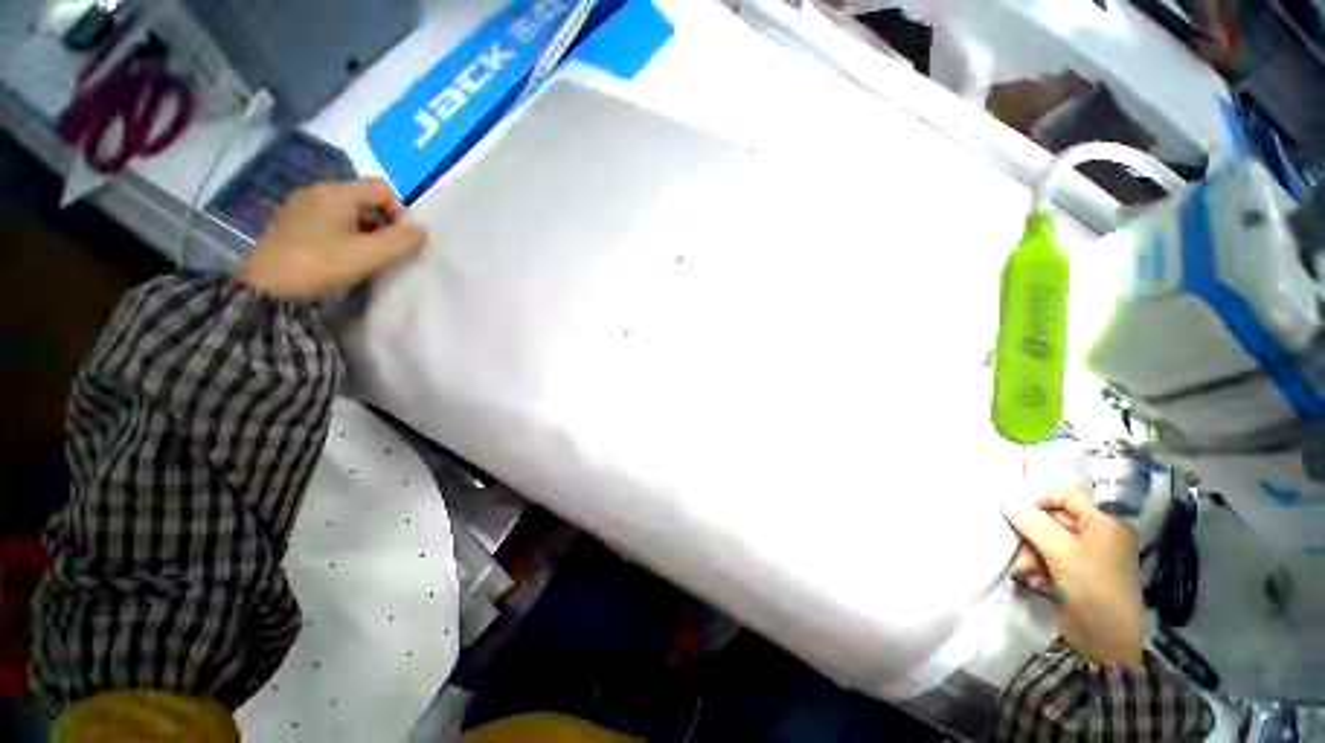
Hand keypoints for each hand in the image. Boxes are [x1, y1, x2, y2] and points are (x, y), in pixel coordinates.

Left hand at [234, 179, 425, 299]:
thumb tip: (422, 230)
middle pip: (364, 199)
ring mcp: (300, 207)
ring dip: (364, 232)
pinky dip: (344, 235)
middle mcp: (317, 191)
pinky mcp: (291, 225)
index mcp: (336, 192)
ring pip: (347, 212)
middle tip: (385, 252)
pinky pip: (329, 222)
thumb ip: (402, 240)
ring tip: (365, 257)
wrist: (267, 289)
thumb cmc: (322, 264)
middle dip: (383, 224)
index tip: (400, 240)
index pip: (382, 188)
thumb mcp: (370, 254)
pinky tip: (341, 257)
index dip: (399, 212)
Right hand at [1003, 489, 1141, 666]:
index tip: (1018, 512)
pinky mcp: (1078, 572)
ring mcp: (1089, 554)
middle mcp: (1099, 534)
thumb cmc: (1092, 586)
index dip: (1041, 499)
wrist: (1107, 639)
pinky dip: (1039, 566)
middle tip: (1018, 545)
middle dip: (1032, 533)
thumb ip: (1031, 522)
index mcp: (1106, 522)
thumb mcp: (1060, 551)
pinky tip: (1035, 580)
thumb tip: (1005, 499)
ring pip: (1049, 539)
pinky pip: (1052, 558)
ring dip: (1032, 552)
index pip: (1068, 495)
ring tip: (1025, 569)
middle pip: (1055, 518)